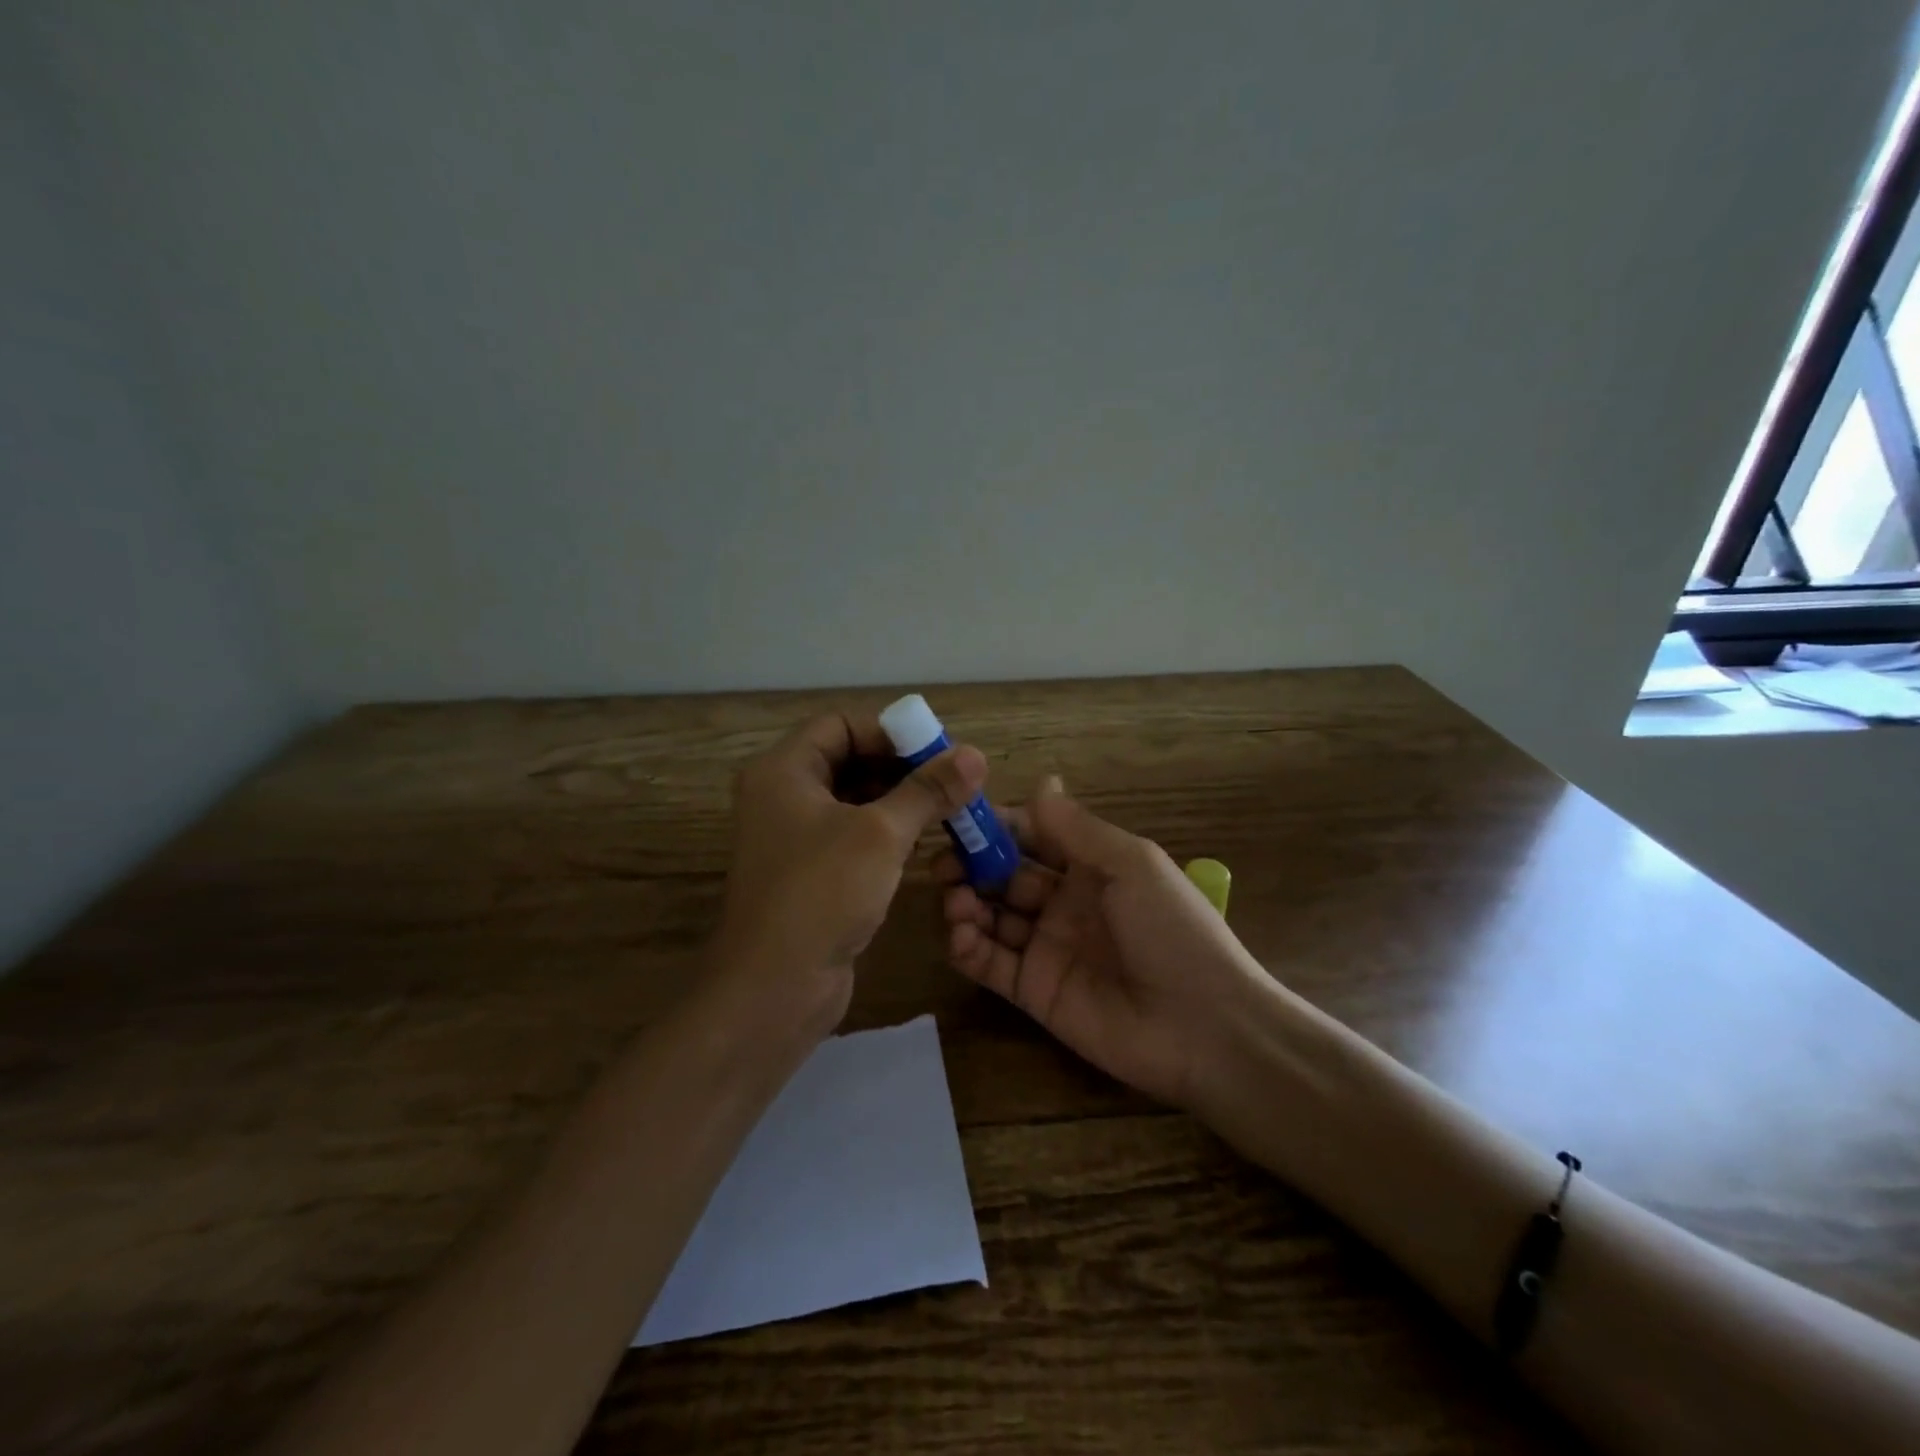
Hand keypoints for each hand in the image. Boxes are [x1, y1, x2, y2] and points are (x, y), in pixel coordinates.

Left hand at [711, 711, 987, 1043]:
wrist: (773, 988)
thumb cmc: (821, 893)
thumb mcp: (881, 833)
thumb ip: (928, 791)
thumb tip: (976, 755)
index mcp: (783, 770)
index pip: (840, 724)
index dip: (889, 731)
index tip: (936, 750)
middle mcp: (782, 796)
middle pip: (848, 760)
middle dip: (901, 766)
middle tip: (951, 780)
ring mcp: (793, 837)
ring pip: (853, 800)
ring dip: (899, 800)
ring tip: (948, 808)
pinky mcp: (809, 873)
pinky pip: (852, 835)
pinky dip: (886, 832)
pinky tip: (923, 841)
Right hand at [937, 776, 1266, 1109]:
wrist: (1204, 1028)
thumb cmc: (1172, 930)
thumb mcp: (1131, 865)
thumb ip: (1077, 828)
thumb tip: (1041, 781)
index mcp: (1091, 867)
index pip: (1032, 837)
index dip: (998, 828)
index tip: (960, 818)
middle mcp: (1063, 902)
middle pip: (1004, 876)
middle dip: (972, 866)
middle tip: (941, 865)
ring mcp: (1046, 948)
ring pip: (991, 917)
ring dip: (965, 903)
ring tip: (954, 901)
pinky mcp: (1033, 991)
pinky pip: (989, 963)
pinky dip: (967, 947)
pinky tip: (960, 934)